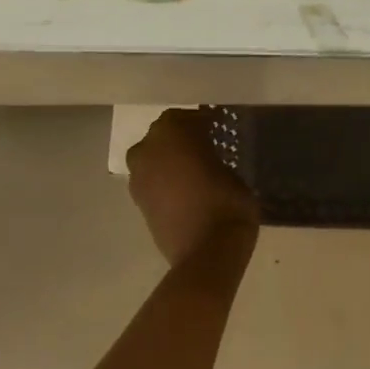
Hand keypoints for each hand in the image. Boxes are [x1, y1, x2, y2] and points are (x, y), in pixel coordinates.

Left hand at [126, 109, 259, 266]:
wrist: (206, 250)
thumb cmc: (227, 202)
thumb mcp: (232, 171)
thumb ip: (214, 157)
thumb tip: (209, 158)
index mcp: (173, 131)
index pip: (189, 117)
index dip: (205, 123)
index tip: (219, 129)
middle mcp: (148, 147)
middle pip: (166, 134)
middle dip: (183, 139)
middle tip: (207, 148)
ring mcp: (138, 175)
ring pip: (155, 157)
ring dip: (171, 160)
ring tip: (196, 171)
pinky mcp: (138, 200)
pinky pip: (153, 180)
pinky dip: (166, 181)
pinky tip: (186, 190)